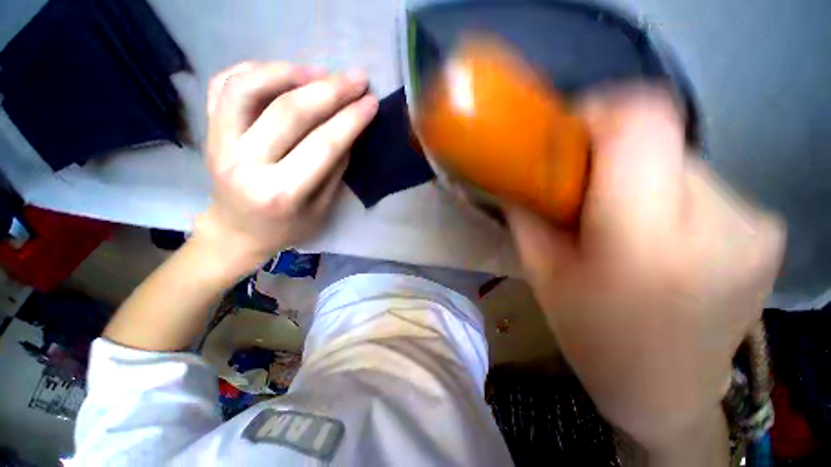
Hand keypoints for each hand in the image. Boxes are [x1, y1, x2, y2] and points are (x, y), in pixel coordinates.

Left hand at [194, 62, 377, 271]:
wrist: (235, 232)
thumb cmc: (285, 228)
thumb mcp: (321, 210)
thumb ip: (335, 170)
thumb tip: (349, 131)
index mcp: (281, 193)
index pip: (323, 146)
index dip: (350, 120)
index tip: (371, 102)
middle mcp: (245, 164)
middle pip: (289, 112)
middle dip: (330, 90)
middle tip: (356, 79)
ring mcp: (219, 143)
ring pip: (248, 87)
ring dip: (289, 72)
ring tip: (320, 72)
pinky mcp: (208, 131)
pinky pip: (224, 85)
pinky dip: (254, 69)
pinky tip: (282, 73)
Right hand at [507, 88, 784, 449]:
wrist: (665, 393)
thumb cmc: (593, 339)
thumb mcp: (542, 273)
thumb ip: (528, 213)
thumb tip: (517, 172)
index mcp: (650, 242)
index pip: (643, 122)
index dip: (603, 110)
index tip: (570, 132)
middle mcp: (722, 221)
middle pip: (659, 137)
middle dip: (611, 150)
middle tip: (580, 184)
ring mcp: (755, 224)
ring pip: (678, 158)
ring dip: (638, 174)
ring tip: (615, 216)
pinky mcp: (766, 230)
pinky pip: (702, 183)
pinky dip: (666, 193)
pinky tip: (654, 231)